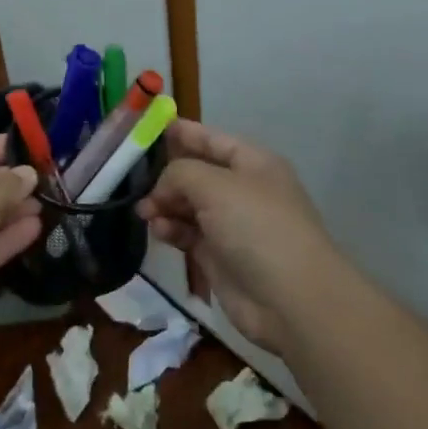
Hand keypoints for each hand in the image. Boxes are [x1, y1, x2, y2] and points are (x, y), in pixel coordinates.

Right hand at [135, 120, 333, 351]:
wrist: (292, 300)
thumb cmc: (257, 227)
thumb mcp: (215, 185)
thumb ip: (179, 173)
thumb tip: (162, 188)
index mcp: (252, 163)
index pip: (212, 139)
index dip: (183, 133)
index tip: (149, 128)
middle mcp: (242, 190)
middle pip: (196, 173)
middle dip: (166, 176)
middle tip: (135, 182)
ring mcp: (231, 225)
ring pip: (188, 205)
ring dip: (164, 205)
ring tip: (144, 212)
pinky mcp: (219, 256)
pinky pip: (187, 234)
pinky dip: (171, 230)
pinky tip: (159, 231)